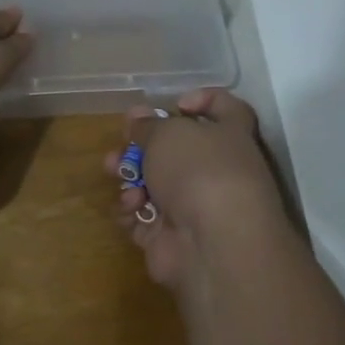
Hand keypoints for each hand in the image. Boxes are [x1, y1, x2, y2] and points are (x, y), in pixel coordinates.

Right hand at [104, 88, 285, 288]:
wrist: (212, 243)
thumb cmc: (198, 171)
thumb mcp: (168, 133)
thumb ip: (148, 125)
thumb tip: (138, 118)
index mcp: (229, 136)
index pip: (226, 109)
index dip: (203, 100)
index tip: (174, 104)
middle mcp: (216, 170)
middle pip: (176, 151)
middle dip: (142, 145)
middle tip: (122, 144)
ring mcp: (194, 207)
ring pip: (155, 184)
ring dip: (131, 176)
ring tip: (114, 172)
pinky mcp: (171, 237)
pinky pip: (144, 217)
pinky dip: (132, 211)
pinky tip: (129, 208)